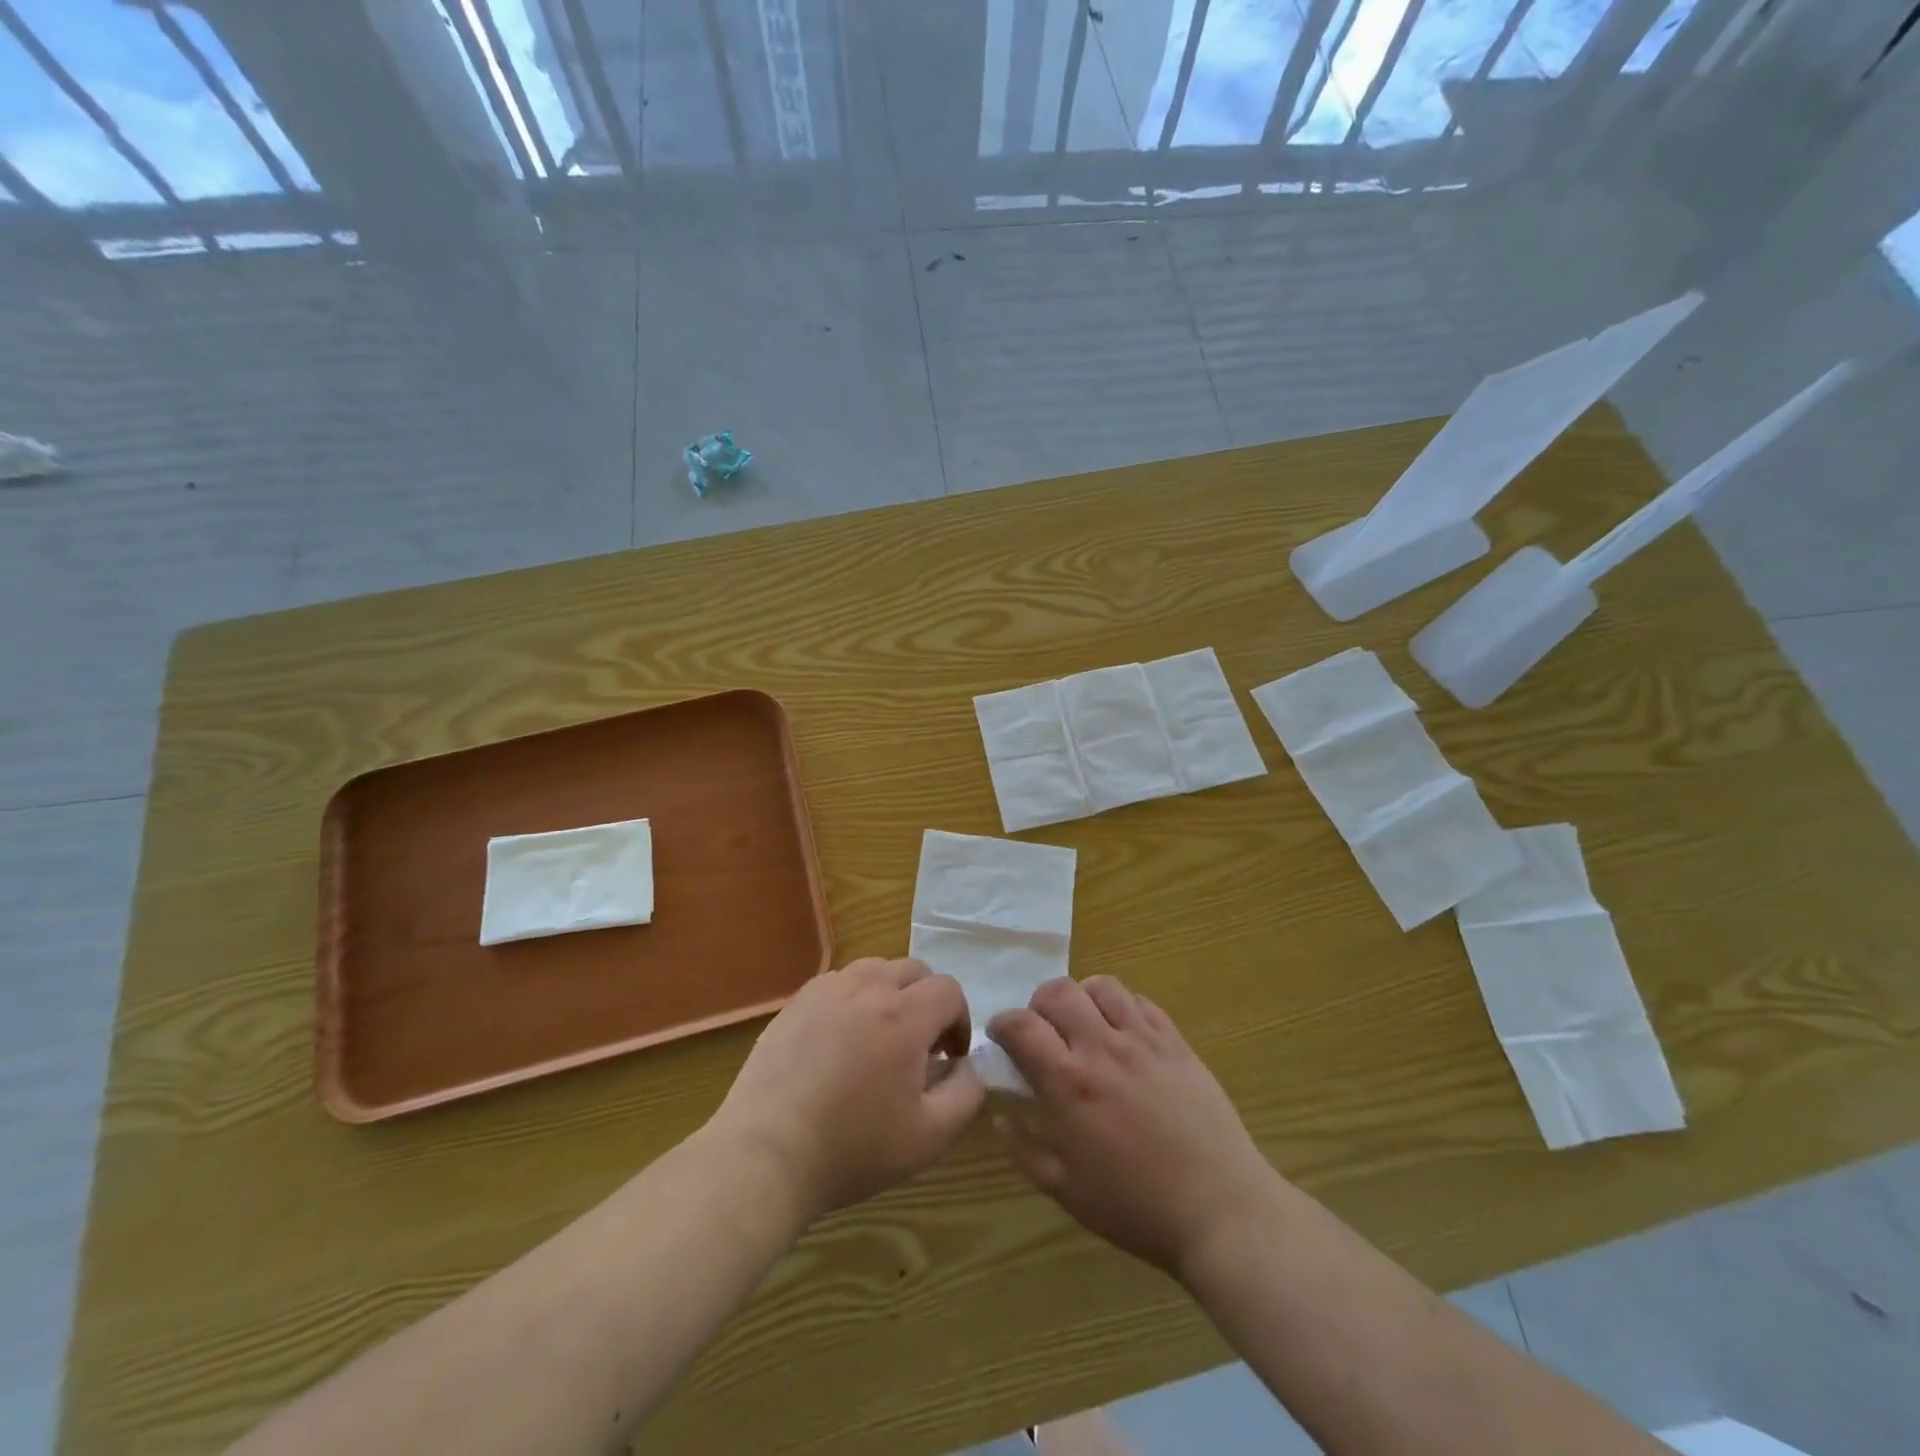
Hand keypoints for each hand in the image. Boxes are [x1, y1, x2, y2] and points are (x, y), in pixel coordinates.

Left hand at [710, 957, 984, 1222]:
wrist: (767, 1154)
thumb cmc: (853, 1148)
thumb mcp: (930, 1136)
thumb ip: (968, 1092)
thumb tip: (969, 1064)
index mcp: (904, 1015)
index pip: (949, 989)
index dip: (959, 1021)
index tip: (948, 1058)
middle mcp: (868, 988)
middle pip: (915, 970)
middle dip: (928, 1003)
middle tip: (918, 1048)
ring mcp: (827, 989)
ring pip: (876, 969)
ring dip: (891, 994)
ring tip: (880, 1038)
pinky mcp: (797, 1001)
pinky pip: (840, 982)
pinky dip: (854, 999)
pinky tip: (841, 1041)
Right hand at [989, 977, 1280, 1278]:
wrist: (1220, 1210)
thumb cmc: (1136, 1206)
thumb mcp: (1067, 1189)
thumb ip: (1025, 1149)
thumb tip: (999, 1117)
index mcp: (1070, 1083)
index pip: (1021, 1025)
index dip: (1002, 1023)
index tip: (1001, 1037)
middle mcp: (1103, 1048)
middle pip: (1058, 991)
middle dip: (1039, 1004)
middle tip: (1042, 1030)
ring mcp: (1144, 1040)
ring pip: (1102, 986)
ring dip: (1083, 998)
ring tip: (1084, 1024)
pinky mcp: (1176, 1043)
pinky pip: (1142, 1002)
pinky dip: (1123, 1007)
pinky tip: (1124, 1034)